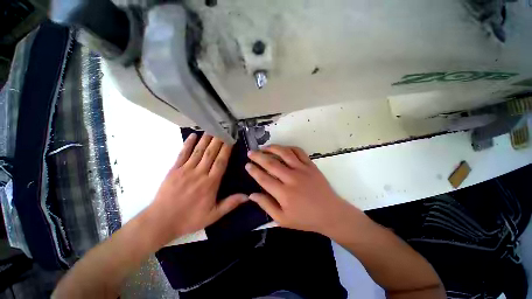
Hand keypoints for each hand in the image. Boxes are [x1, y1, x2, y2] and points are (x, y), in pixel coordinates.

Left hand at [149, 134, 247, 240]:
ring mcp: (186, 170)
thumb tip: (247, 197)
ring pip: (199, 151)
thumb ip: (230, 204)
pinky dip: (188, 144)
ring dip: (206, 139)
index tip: (231, 140)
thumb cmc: (190, 218)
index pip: (221, 162)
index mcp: (210, 183)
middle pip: (211, 153)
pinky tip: (193, 135)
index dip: (226, 150)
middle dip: (218, 140)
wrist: (161, 221)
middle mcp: (199, 173)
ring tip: (212, 129)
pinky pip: (182, 154)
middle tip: (223, 129)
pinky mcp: (174, 169)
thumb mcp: (213, 215)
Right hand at [245, 145, 363, 235]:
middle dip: (258, 156)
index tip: (247, 165)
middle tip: (250, 152)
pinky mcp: (311, 165)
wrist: (330, 213)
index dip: (253, 170)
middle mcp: (291, 178)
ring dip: (272, 148)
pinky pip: (299, 152)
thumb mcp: (282, 219)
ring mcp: (302, 169)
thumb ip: (266, 206)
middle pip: (271, 163)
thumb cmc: (305, 218)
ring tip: (264, 147)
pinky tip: (283, 149)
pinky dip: (289, 148)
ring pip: (284, 153)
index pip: (263, 178)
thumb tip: (252, 195)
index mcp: (283, 193)